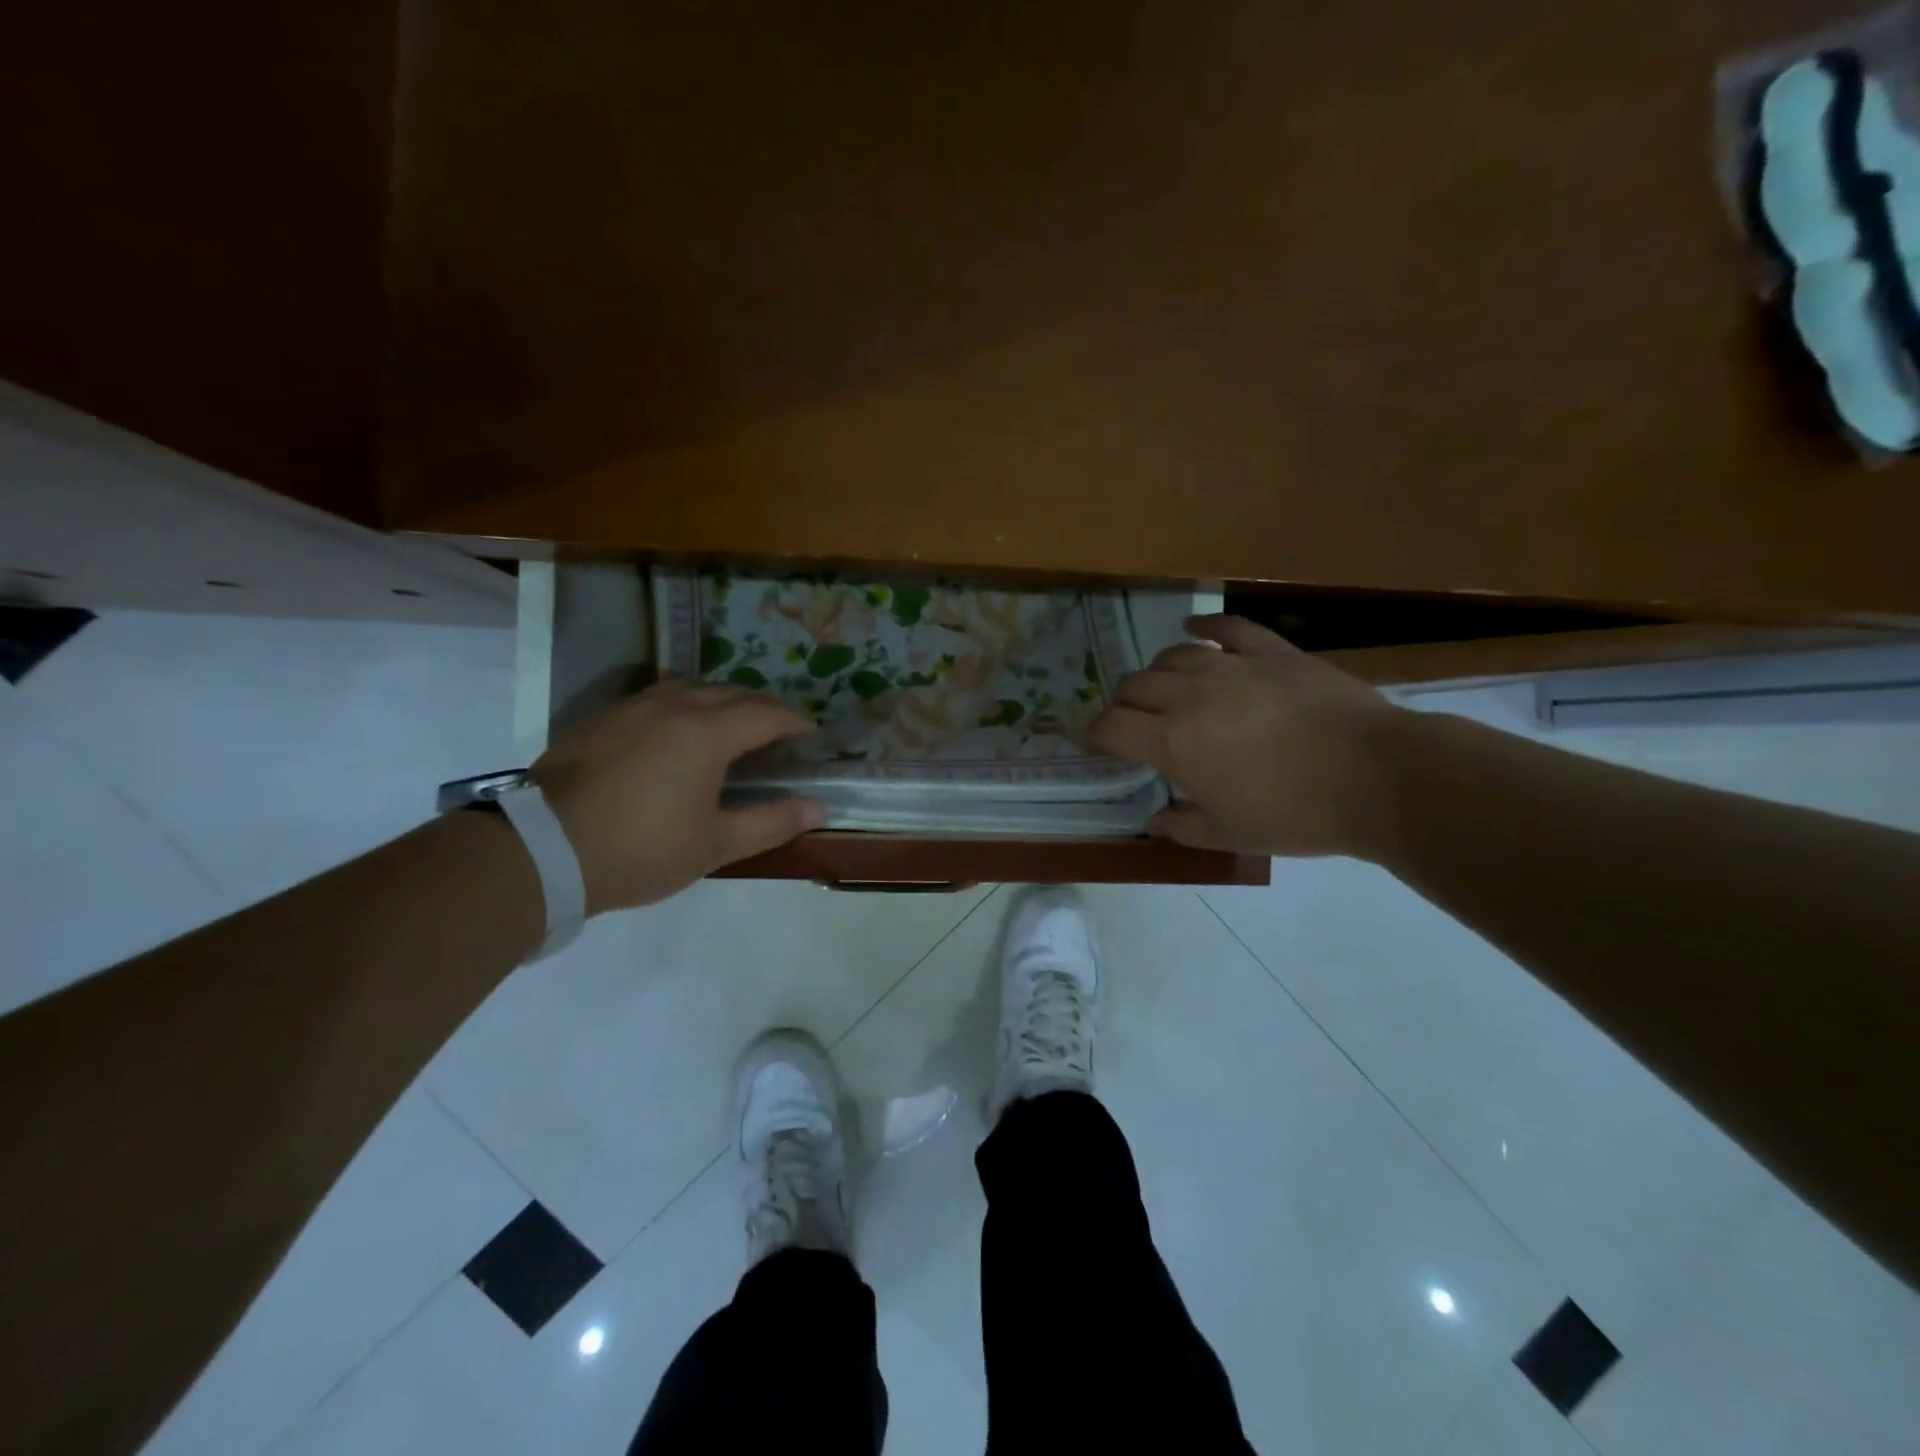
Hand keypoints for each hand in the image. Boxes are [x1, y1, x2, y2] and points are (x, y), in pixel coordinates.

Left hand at [530, 680, 824, 911]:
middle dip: (760, 707)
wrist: (540, 851)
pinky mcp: (598, 721)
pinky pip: (654, 698)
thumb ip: (770, 822)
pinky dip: (680, 705)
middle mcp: (671, 707)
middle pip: (729, 693)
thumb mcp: (714, 844)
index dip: (793, 721)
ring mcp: (629, 709)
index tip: (810, 733)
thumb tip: (817, 808)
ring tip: (727, 723)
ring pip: (687, 687)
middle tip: (776, 731)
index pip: (765, 714)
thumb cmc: (640, 849)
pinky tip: (673, 732)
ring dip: (718, 699)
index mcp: (706, 732)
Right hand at [1086, 615, 1403, 858]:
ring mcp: (1232, 667)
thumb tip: (1154, 820)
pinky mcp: (1271, 652)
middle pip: (1135, 685)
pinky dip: (1205, 627)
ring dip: (1157, 671)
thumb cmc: (1295, 814)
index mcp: (1173, 742)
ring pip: (1173, 655)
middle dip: (1123, 704)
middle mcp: (1191, 696)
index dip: (1095, 733)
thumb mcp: (1230, 834)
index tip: (1094, 742)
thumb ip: (1182, 827)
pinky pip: (1228, 629)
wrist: (1375, 777)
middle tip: (1132, 722)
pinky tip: (1194, 629)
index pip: (1112, 726)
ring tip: (1163, 686)